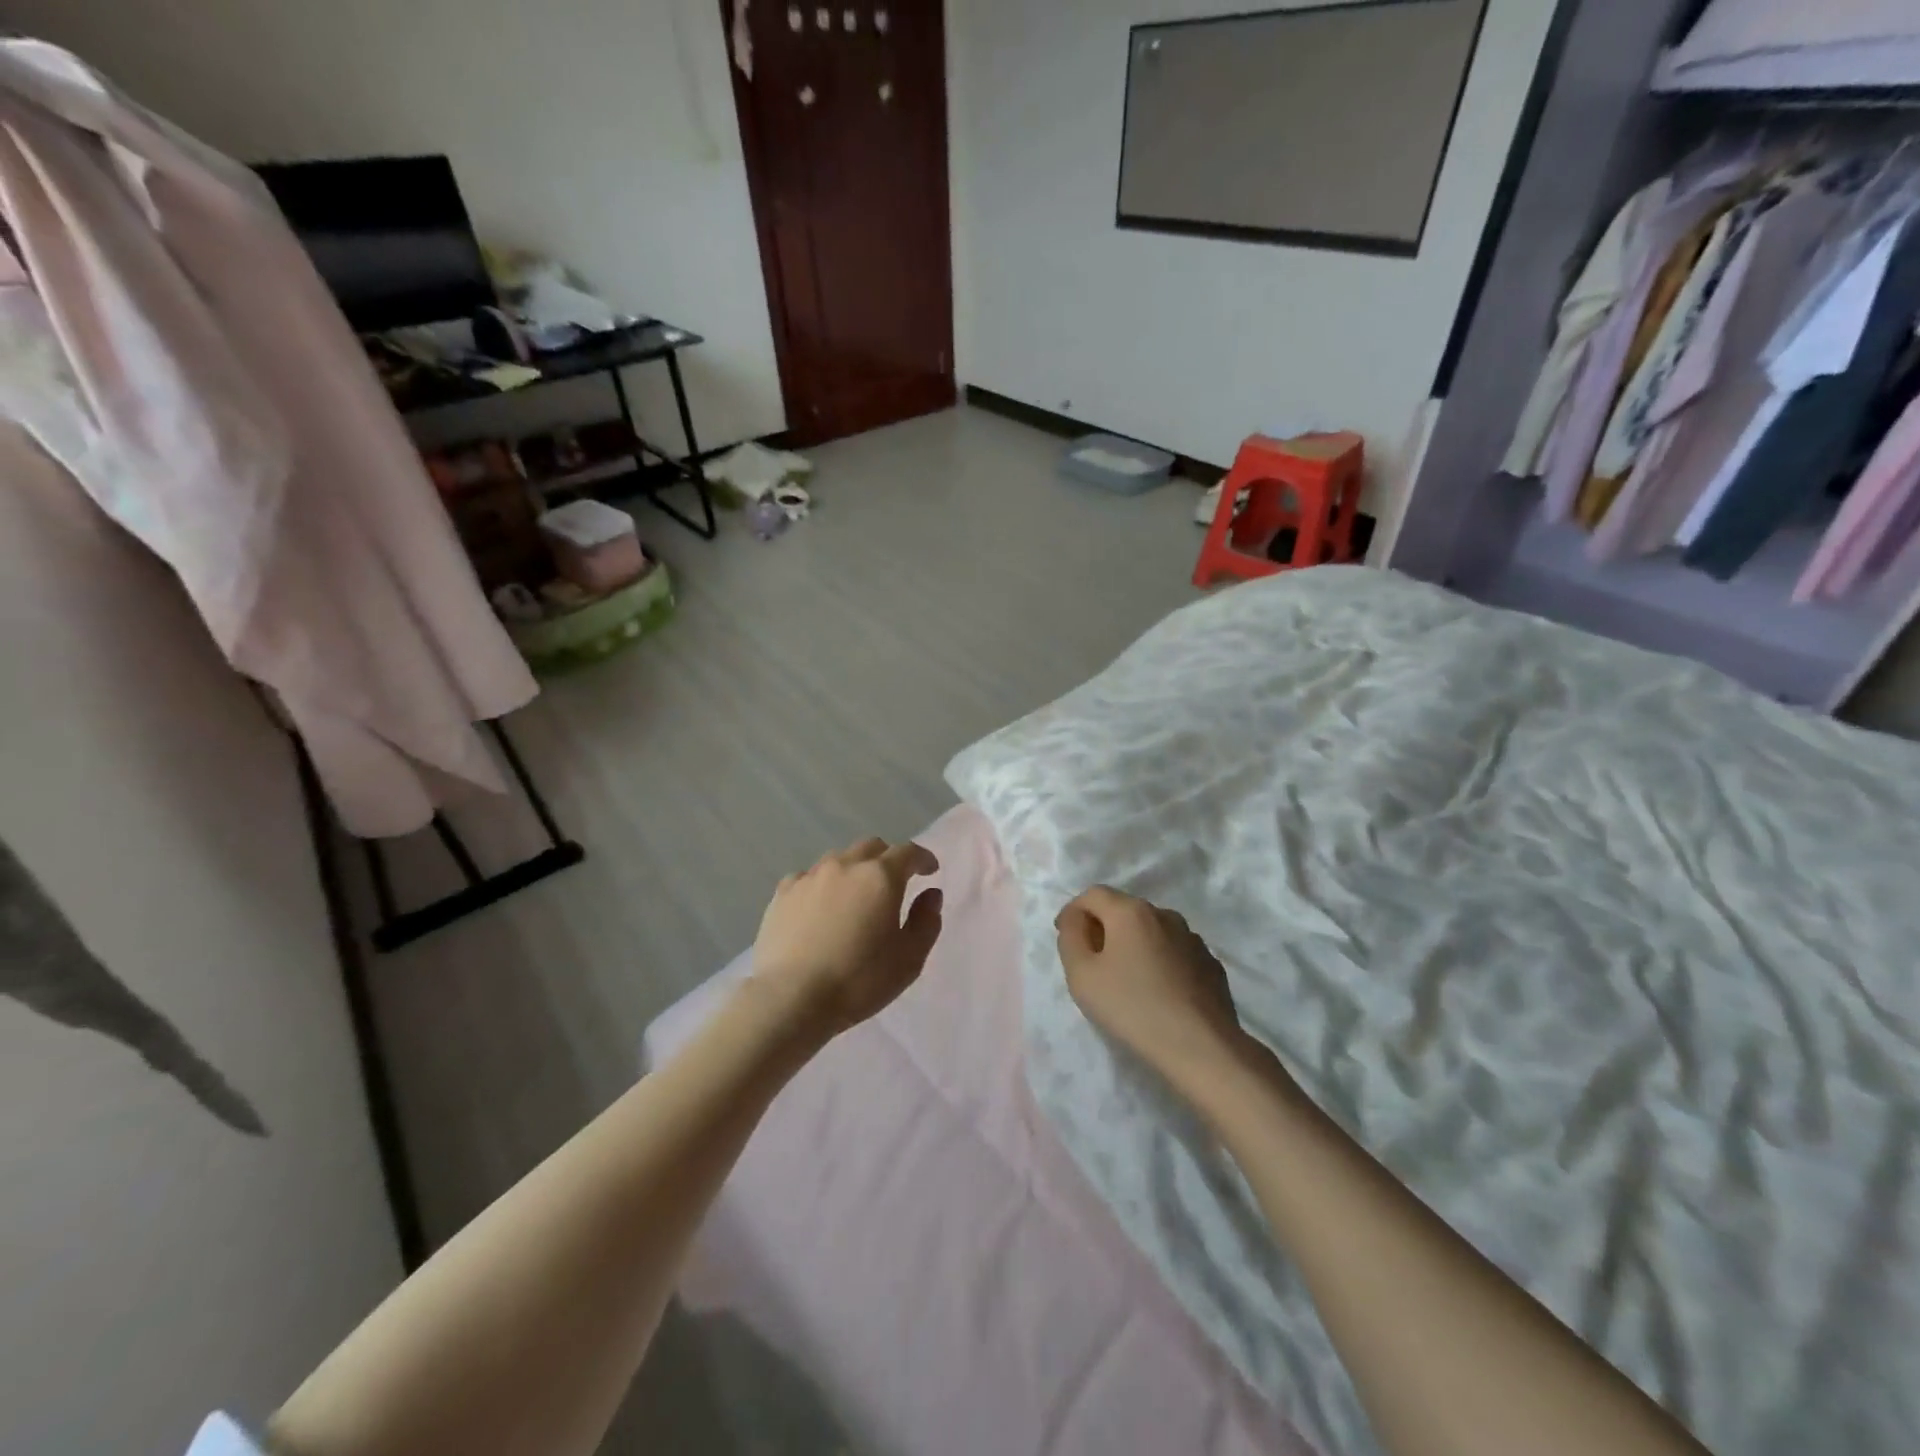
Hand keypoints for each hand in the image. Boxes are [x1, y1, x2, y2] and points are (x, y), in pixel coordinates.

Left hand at [750, 837, 943, 1040]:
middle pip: (872, 847)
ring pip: (838, 859)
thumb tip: (930, 894)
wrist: (792, 998)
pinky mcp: (782, 893)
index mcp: (881, 877)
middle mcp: (845, 865)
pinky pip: (808, 877)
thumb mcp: (909, 958)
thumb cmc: (859, 980)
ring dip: (853, 870)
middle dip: (887, 858)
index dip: (922, 858)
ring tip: (854, 896)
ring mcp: (810, 876)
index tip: (930, 870)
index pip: (908, 852)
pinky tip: (819, 908)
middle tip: (893, 882)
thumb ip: (926, 921)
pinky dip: (821, 885)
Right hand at [1055, 887, 1243, 1083]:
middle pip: (1124, 910)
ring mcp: (1192, 939)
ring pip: (1152, 931)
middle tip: (1091, 961)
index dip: (1074, 911)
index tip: (1064, 937)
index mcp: (1130, 912)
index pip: (1093, 894)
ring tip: (1126, 979)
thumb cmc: (1132, 1008)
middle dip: (1103, 927)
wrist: (1201, 1048)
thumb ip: (1071, 937)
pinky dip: (1159, 962)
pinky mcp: (1210, 964)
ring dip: (1134, 945)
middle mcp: (1164, 915)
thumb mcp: (1081, 974)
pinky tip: (1158, 992)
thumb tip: (1076, 918)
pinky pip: (1174, 953)